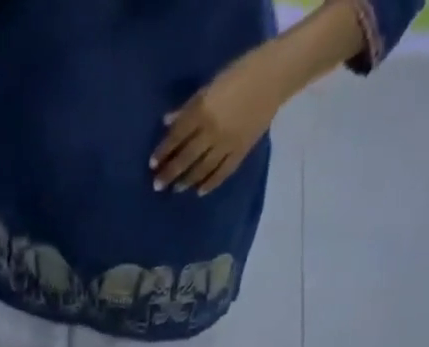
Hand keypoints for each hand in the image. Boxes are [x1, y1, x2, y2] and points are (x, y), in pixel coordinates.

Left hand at [151, 44, 286, 194]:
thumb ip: (189, 107)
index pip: (177, 136)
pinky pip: (222, 172)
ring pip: (202, 168)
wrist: (276, 75)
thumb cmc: (240, 72)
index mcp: (203, 111)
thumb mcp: (211, 85)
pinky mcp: (240, 152)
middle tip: (158, 185)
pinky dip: (210, 183)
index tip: (152, 164)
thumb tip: (167, 123)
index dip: (163, 151)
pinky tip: (200, 191)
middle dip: (170, 172)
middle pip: (186, 157)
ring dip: (187, 180)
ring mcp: (227, 144)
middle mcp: (212, 131)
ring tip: (177, 189)